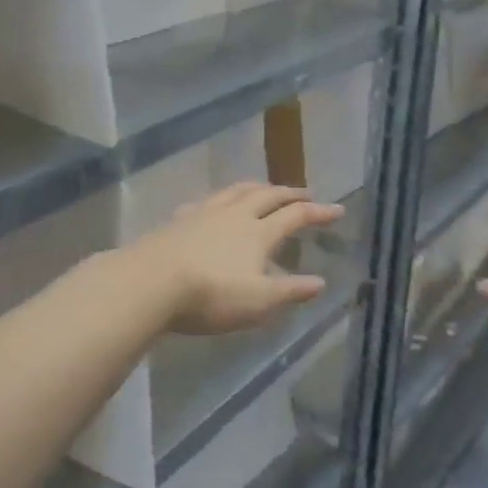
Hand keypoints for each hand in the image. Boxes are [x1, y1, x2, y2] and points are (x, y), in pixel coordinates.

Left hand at [133, 182, 344, 335]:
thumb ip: (290, 291)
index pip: (295, 216)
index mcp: (258, 233)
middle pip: (267, 195)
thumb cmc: (211, 295)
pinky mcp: (178, 220)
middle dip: (289, 193)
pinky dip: (220, 198)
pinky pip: (206, 201)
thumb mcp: (258, 301)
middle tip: (304, 192)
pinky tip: (214, 204)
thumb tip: (320, 283)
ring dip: (256, 187)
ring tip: (264, 187)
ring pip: (236, 191)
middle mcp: (234, 215)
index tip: (338, 210)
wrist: (150, 282)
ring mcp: (203, 213)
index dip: (319, 212)